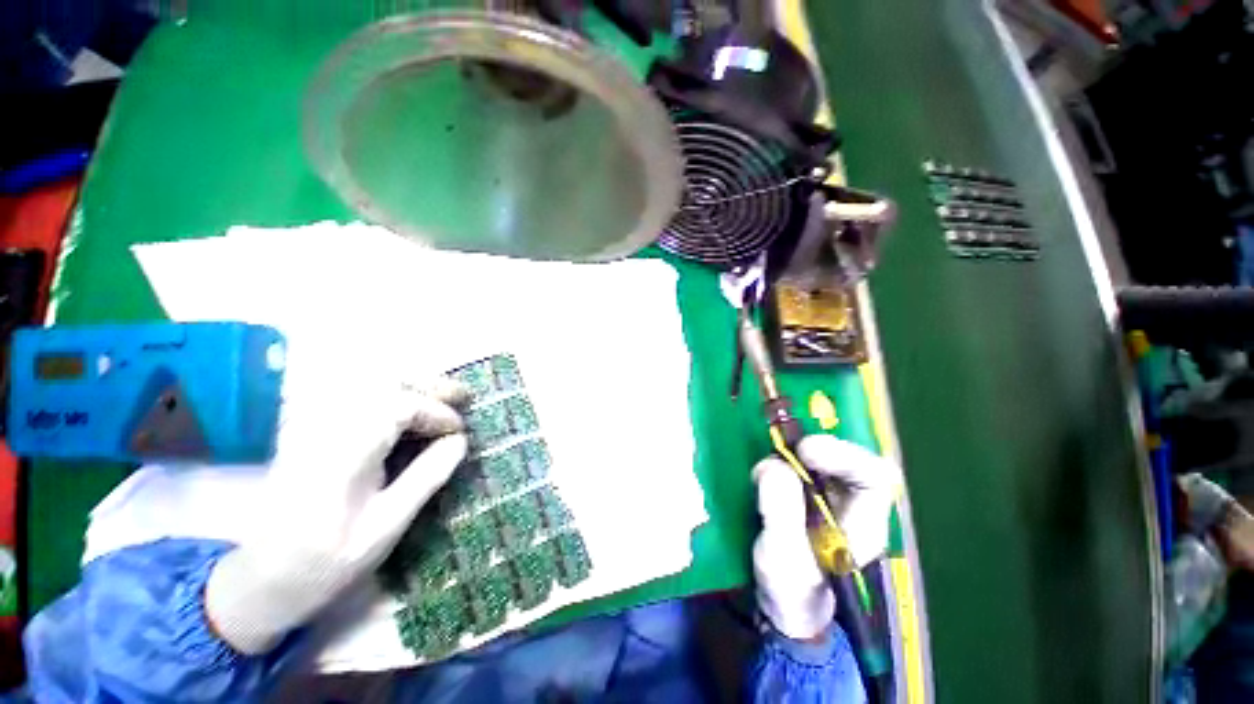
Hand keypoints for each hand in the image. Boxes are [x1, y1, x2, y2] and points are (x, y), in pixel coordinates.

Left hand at [205, 377, 469, 654]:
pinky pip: (354, 396)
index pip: (399, 407)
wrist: (264, 579)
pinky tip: (405, 407)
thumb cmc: (328, 562)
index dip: (437, 412)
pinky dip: (388, 393)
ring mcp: (312, 426)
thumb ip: (426, 478)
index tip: (461, 431)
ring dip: (411, 385)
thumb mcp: (386, 529)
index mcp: (342, 454)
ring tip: (440, 398)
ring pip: (368, 384)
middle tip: (461, 396)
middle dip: (429, 386)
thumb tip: (459, 441)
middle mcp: (324, 429)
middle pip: (382, 383)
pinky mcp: (309, 431)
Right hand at [751, 435, 901, 639]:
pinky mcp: (805, 494)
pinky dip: (778, 462)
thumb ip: (782, 512)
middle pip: (845, 459)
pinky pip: (796, 465)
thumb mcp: (784, 557)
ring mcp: (828, 497)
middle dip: (811, 450)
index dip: (843, 455)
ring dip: (789, 456)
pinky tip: (762, 477)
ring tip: (764, 474)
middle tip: (779, 452)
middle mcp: (852, 504)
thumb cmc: (792, 590)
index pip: (873, 476)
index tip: (803, 452)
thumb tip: (774, 465)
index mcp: (864, 524)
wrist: (783, 606)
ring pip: (818, 458)